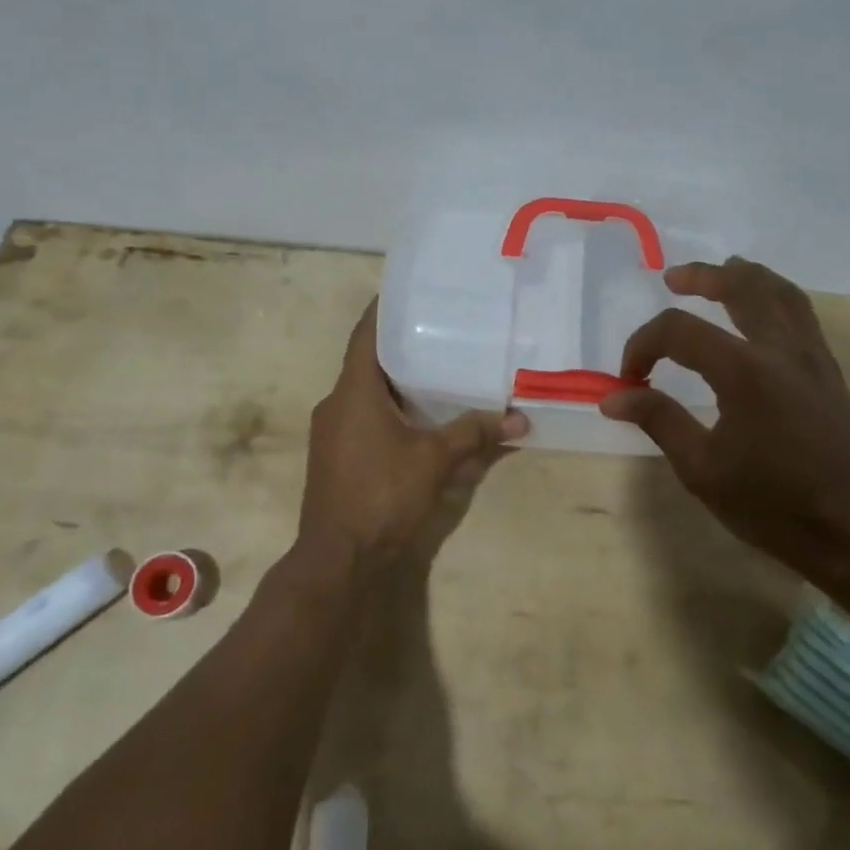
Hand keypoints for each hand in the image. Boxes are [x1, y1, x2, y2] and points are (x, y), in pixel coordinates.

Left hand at [299, 302, 526, 574]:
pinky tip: (417, 416)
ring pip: (364, 392)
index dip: (384, 309)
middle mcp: (335, 404)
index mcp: (353, 392)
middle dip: (400, 346)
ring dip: (394, 380)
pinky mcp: (334, 455)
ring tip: (435, 368)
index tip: (410, 291)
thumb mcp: (435, 460)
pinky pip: (362, 416)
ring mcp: (330, 431)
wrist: (338, 558)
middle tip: (439, 329)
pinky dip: (387, 407)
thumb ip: (475, 433)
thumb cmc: (382, 496)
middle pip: (366, 361)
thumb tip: (519, 418)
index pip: (366, 334)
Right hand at [600, 257, 849, 584]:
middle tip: (674, 278)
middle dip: (702, 277)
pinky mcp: (828, 370)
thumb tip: (614, 396)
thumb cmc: (772, 505)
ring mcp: (811, 356)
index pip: (679, 331)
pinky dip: (775, 295)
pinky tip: (762, 309)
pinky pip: (801, 312)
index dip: (643, 345)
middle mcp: (780, 350)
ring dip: (745, 276)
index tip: (630, 377)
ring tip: (722, 272)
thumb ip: (659, 420)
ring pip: (780, 291)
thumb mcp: (701, 469)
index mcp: (744, 372)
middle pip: (741, 287)